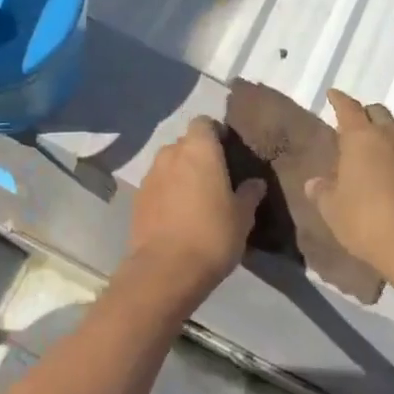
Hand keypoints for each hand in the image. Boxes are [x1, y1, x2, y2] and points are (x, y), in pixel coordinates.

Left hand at [127, 116, 265, 306]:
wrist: (165, 270)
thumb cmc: (212, 235)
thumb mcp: (242, 216)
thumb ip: (249, 194)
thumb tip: (256, 182)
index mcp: (199, 149)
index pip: (204, 122)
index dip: (215, 133)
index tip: (228, 152)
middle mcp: (171, 153)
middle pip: (185, 143)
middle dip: (198, 155)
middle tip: (215, 178)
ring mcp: (150, 175)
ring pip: (169, 164)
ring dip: (180, 174)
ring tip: (195, 199)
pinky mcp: (137, 198)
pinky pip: (157, 185)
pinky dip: (166, 192)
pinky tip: (177, 215)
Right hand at [305, 89, 393, 280]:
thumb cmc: (365, 220)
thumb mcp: (332, 209)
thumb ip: (322, 192)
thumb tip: (314, 183)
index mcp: (360, 138)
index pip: (348, 108)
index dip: (339, 100)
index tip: (332, 94)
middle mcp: (388, 138)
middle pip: (378, 111)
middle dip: (365, 112)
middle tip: (353, 123)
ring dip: (392, 124)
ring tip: (382, 136)